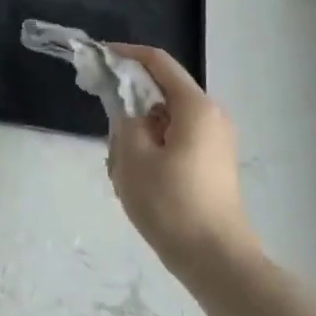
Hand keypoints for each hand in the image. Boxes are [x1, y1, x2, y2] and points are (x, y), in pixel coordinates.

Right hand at [106, 46, 257, 276]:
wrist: (217, 261)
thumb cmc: (171, 204)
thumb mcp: (133, 157)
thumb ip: (123, 119)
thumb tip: (124, 105)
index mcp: (195, 107)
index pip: (158, 62)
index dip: (126, 54)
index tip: (98, 57)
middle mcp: (211, 116)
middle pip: (162, 90)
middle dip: (129, 100)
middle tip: (104, 122)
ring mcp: (215, 141)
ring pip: (166, 118)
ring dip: (139, 129)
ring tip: (120, 162)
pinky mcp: (212, 164)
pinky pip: (176, 139)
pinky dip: (153, 145)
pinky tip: (138, 177)